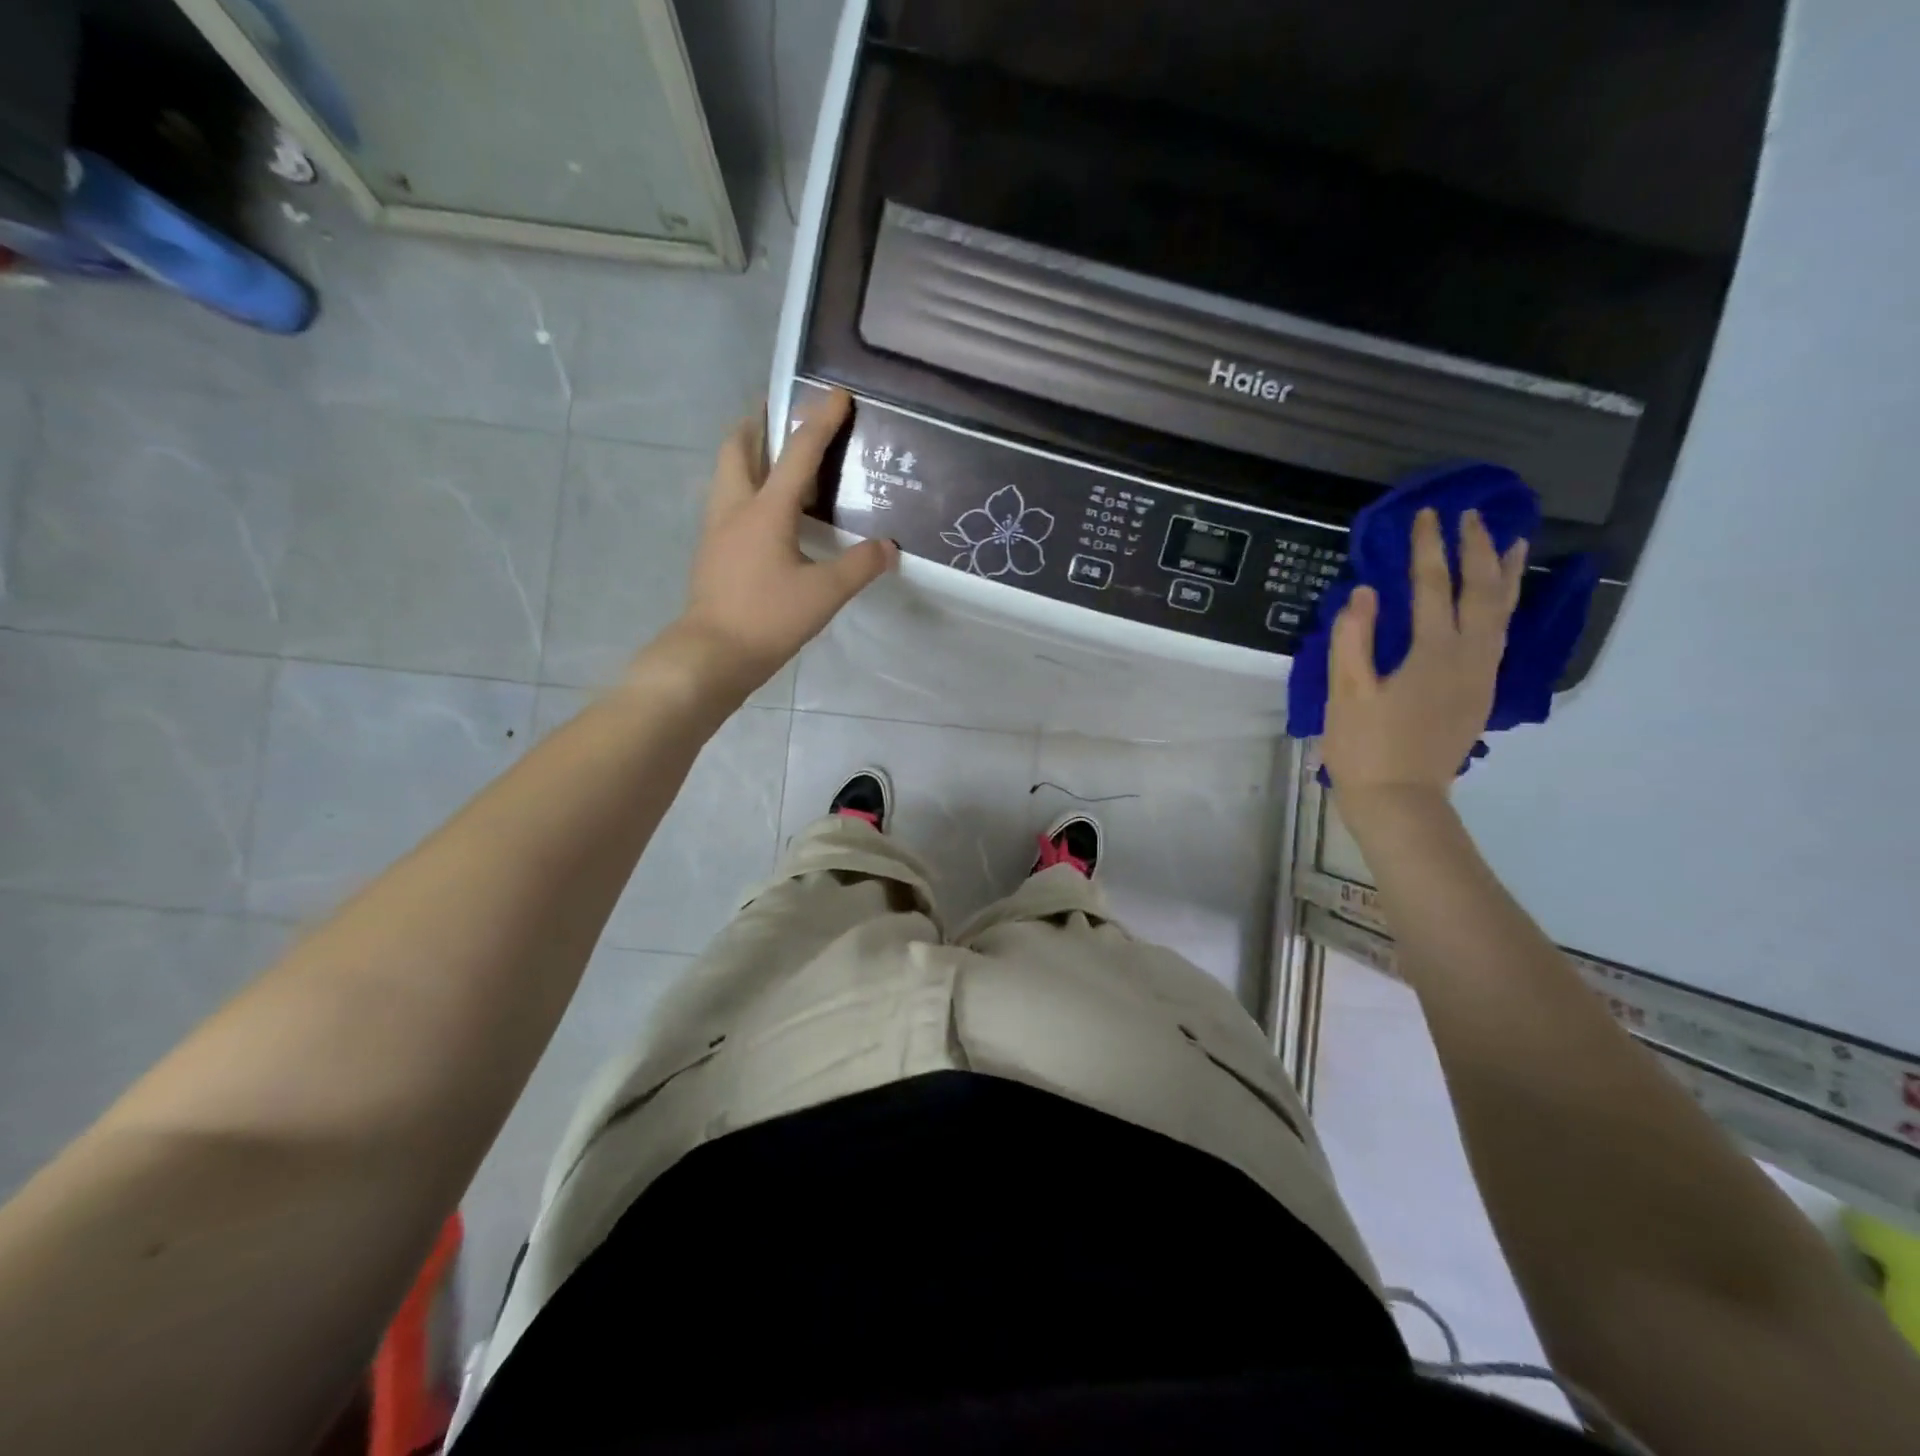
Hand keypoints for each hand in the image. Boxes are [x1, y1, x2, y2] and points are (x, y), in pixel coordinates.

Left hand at [670, 389, 897, 692]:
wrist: (712, 655)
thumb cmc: (767, 618)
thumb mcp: (824, 594)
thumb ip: (859, 566)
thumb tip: (887, 547)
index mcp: (765, 510)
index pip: (797, 454)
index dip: (819, 421)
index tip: (835, 394)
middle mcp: (735, 508)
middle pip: (738, 447)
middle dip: (759, 423)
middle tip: (782, 414)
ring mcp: (717, 530)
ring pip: (727, 474)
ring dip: (748, 454)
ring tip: (776, 458)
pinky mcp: (712, 552)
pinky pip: (728, 502)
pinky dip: (746, 488)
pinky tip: (767, 512)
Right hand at [1321, 507, 1526, 805]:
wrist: (1400, 801)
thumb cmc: (1365, 747)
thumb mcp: (1346, 693)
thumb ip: (1353, 639)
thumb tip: (1364, 593)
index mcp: (1432, 653)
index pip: (1431, 586)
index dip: (1428, 548)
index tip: (1427, 515)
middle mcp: (1468, 658)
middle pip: (1481, 592)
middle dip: (1476, 551)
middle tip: (1472, 516)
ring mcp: (1481, 677)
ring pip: (1502, 614)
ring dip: (1505, 575)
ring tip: (1512, 543)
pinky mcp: (1480, 694)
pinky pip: (1501, 636)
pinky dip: (1504, 607)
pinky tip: (1499, 602)